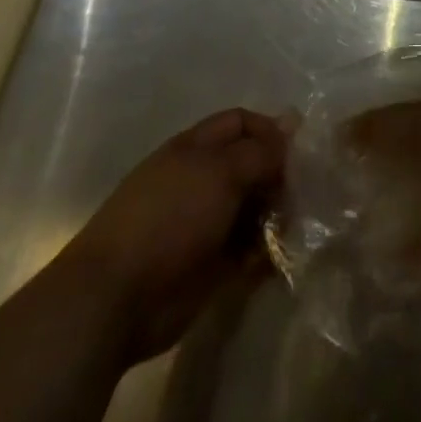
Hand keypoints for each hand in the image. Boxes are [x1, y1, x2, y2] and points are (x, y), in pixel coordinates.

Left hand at [69, 109, 288, 364]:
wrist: (116, 299)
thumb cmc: (169, 217)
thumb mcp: (221, 171)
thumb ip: (260, 151)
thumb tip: (292, 124)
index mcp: (196, 149)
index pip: (241, 123)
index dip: (270, 130)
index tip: (299, 152)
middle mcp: (202, 181)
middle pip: (251, 166)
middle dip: (279, 176)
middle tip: (304, 193)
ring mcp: (205, 225)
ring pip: (253, 210)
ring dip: (277, 215)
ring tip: (297, 227)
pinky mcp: (210, 268)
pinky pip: (249, 253)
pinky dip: (267, 254)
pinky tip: (282, 258)